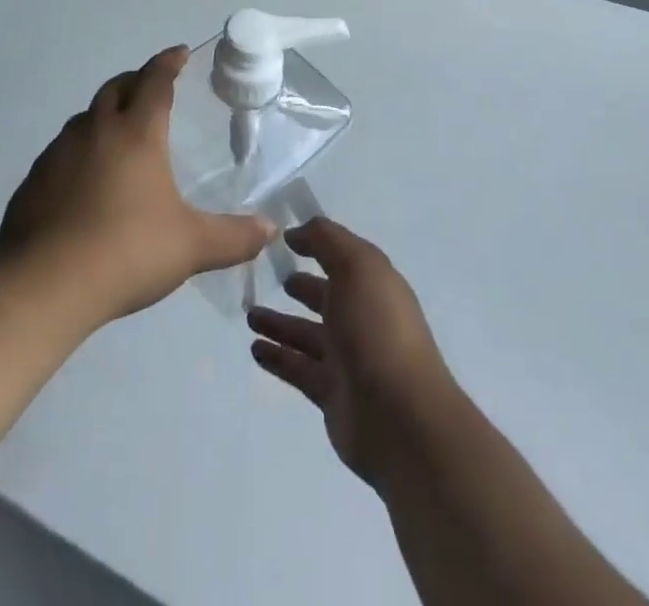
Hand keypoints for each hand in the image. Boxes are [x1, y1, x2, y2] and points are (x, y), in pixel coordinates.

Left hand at [0, 47, 272, 326]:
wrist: (45, 284)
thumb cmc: (127, 251)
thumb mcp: (191, 246)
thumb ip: (233, 237)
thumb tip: (270, 230)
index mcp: (136, 133)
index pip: (155, 82)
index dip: (168, 63)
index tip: (178, 53)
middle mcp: (96, 131)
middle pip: (116, 88)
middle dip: (136, 80)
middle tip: (150, 87)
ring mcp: (59, 153)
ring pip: (85, 118)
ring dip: (104, 114)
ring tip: (118, 133)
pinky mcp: (34, 180)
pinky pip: (61, 151)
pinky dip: (78, 150)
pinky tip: (83, 180)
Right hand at [247, 219, 457, 487]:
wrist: (400, 417)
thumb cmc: (377, 328)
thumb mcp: (356, 266)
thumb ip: (325, 240)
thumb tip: (296, 231)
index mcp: (373, 284)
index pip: (342, 257)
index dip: (316, 244)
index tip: (283, 238)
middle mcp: (361, 318)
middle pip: (324, 297)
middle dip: (299, 286)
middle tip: (264, 277)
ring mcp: (347, 358)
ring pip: (306, 334)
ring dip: (279, 323)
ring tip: (249, 314)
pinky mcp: (331, 394)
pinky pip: (298, 368)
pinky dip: (277, 357)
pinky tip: (254, 348)